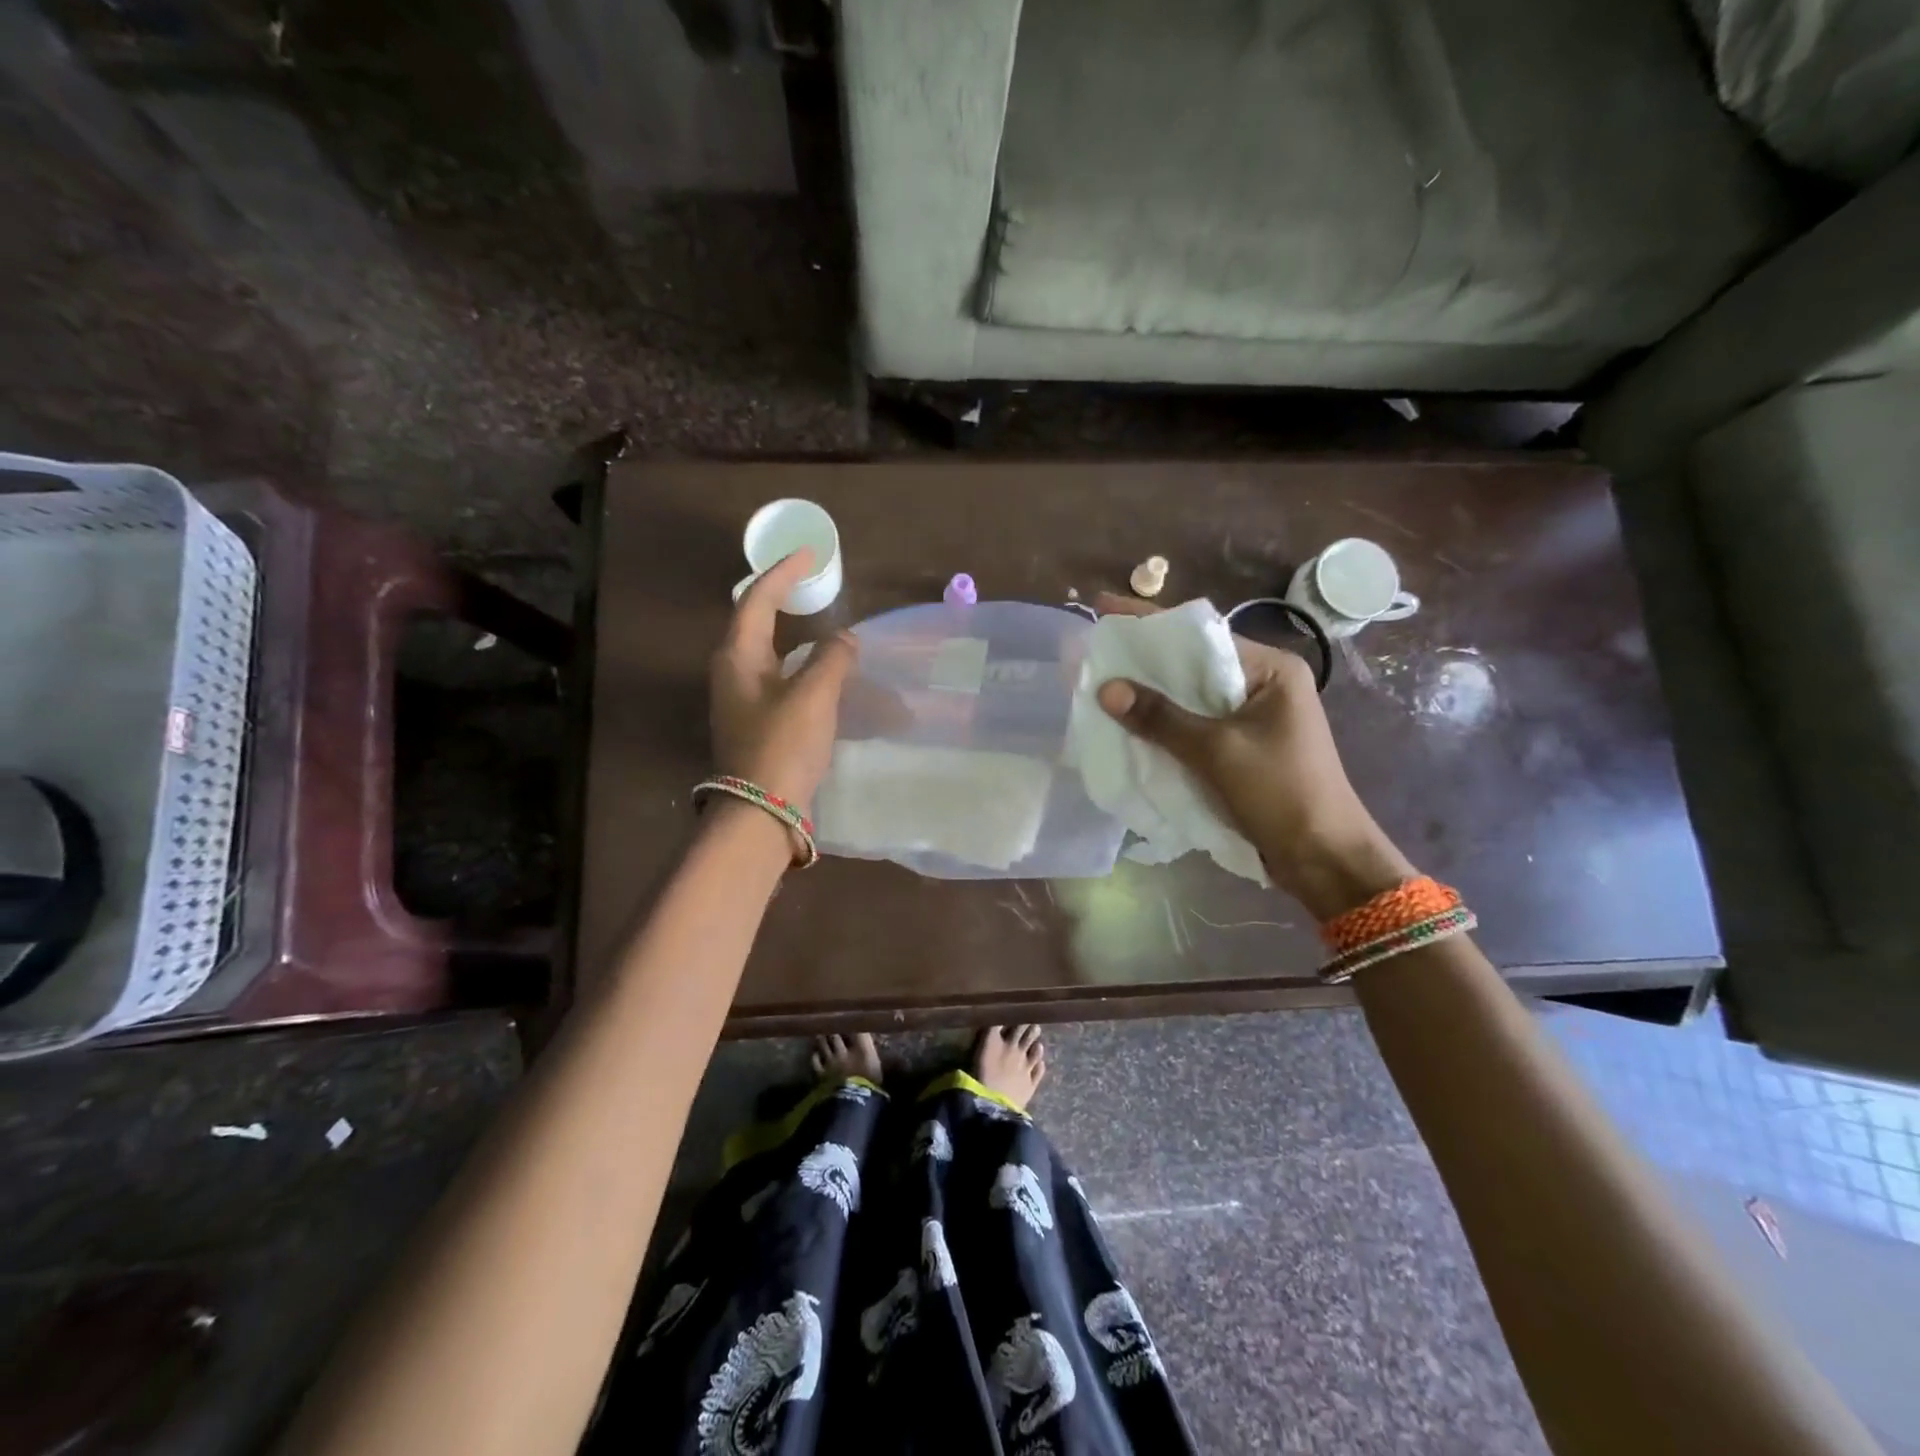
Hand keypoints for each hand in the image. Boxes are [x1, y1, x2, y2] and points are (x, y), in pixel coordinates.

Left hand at [710, 550, 857, 810]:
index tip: (809, 553)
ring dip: (791, 631)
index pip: (758, 598)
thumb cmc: (782, 746)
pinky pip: (776, 677)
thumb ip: (832, 659)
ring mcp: (740, 699)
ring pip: (765, 651)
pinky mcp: (754, 722)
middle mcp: (731, 671)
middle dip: (781, 597)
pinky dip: (798, 663)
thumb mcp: (814, 696)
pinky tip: (820, 672)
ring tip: (819, 622)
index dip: (784, 572)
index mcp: (737, 655)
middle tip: (811, 582)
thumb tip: (845, 639)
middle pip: (754, 620)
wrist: (760, 812)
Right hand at [1093, 593, 1412, 919]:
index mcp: (1270, 670)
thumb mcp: (1216, 751)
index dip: (1149, 623)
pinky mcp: (1242, 746)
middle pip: (1192, 663)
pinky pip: (1194, 723)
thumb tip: (1106, 688)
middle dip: (1144, 661)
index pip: (1201, 635)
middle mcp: (1262, 684)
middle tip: (1094, 651)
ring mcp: (1253, 717)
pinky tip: (1129, 723)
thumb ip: (1160, 718)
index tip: (1104, 608)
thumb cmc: (1279, 793)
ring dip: (1151, 694)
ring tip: (1101, 683)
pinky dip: (1164, 723)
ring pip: (1190, 696)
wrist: (1323, 858)